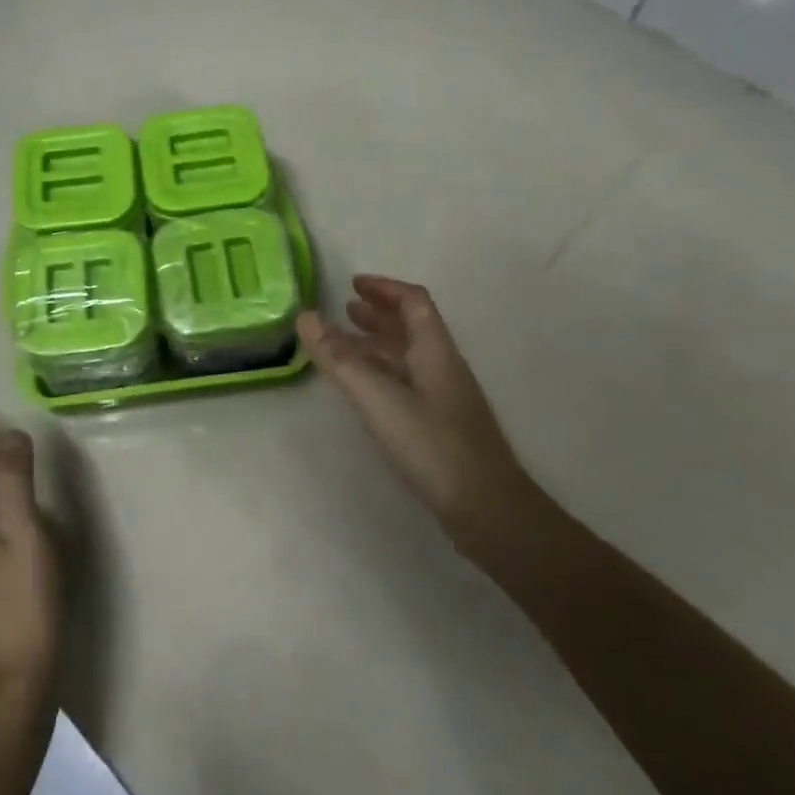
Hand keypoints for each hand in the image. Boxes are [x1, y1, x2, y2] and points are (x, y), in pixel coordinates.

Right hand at [297, 276, 533, 559]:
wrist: (488, 510)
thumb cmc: (433, 446)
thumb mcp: (379, 399)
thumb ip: (341, 359)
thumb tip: (305, 316)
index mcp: (435, 351)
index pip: (414, 302)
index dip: (384, 288)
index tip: (352, 284)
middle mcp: (443, 368)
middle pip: (412, 327)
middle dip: (379, 314)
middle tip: (345, 311)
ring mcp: (445, 399)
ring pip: (409, 358)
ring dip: (378, 344)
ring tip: (345, 346)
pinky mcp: (441, 427)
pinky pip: (407, 384)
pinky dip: (382, 374)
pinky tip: (366, 391)